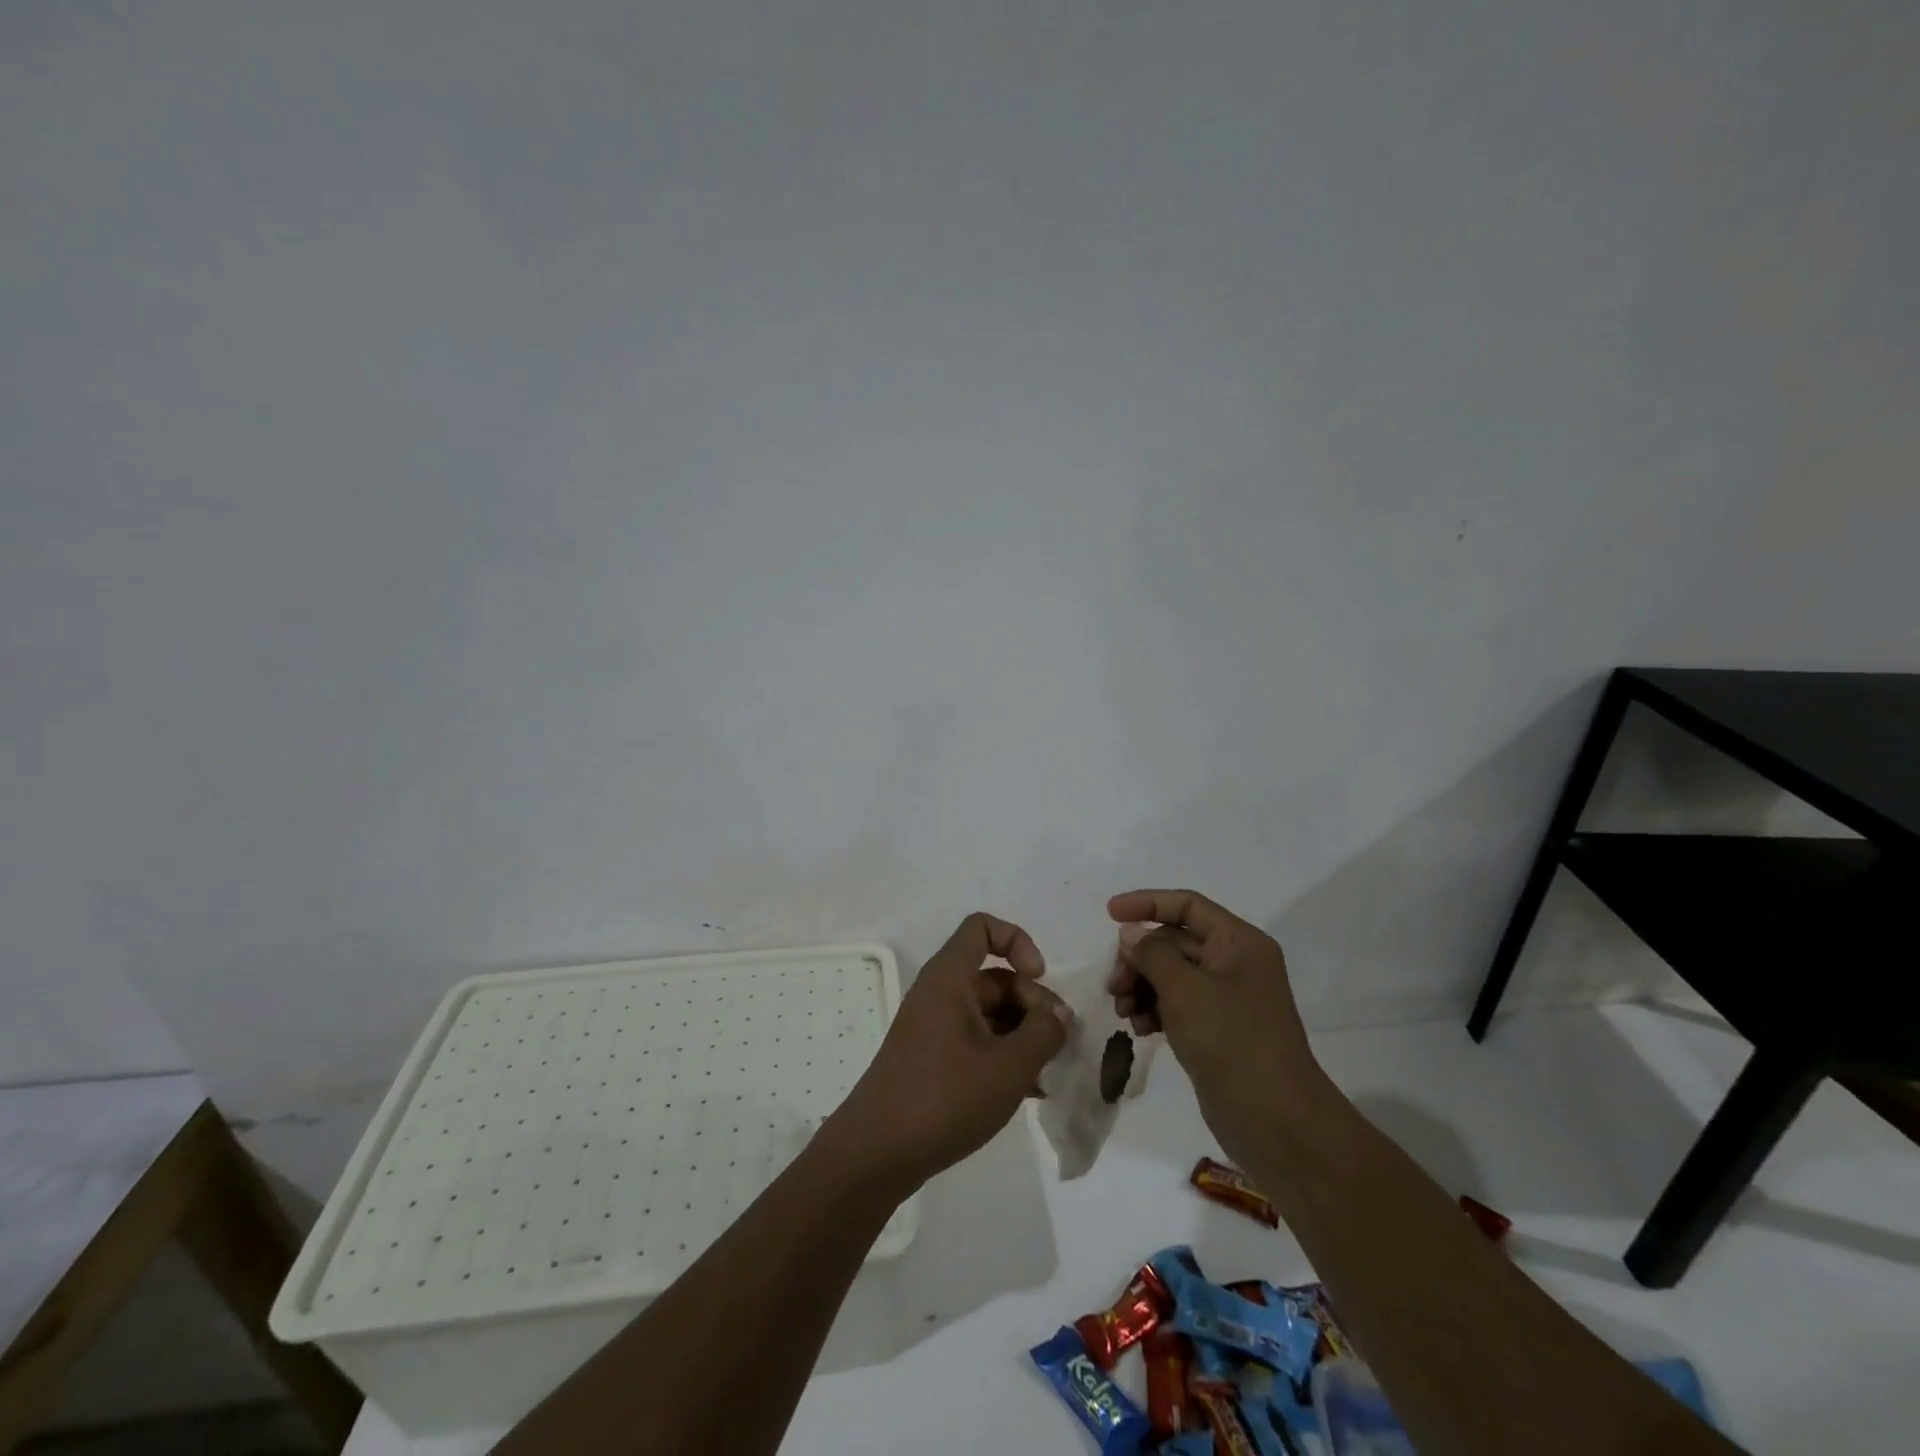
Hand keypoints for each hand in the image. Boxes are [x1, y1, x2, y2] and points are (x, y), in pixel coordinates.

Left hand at [829, 913, 1069, 1192]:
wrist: (876, 1154)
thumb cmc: (943, 1099)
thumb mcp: (1008, 1067)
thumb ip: (1043, 1033)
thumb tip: (1059, 1014)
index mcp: (949, 978)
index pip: (982, 928)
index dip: (1017, 941)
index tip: (1039, 977)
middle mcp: (940, 994)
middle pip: (996, 977)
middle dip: (1033, 1004)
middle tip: (1057, 1045)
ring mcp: (935, 1028)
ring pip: (991, 1014)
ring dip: (1024, 1036)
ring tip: (1049, 1074)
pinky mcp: (933, 1059)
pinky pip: (978, 1042)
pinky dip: (1004, 1056)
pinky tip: (1031, 1092)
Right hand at [1106, 889, 1327, 1158]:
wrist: (1275, 1120)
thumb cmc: (1231, 1041)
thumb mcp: (1185, 990)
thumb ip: (1152, 954)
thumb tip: (1131, 933)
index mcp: (1239, 942)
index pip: (1188, 905)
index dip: (1147, 903)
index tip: (1109, 914)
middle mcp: (1234, 963)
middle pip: (1174, 942)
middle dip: (1139, 958)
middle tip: (1114, 984)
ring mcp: (1225, 999)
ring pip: (1171, 975)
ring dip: (1141, 986)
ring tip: (1123, 1011)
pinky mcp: (1216, 1030)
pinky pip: (1176, 1004)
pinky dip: (1154, 1010)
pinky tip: (1140, 1029)